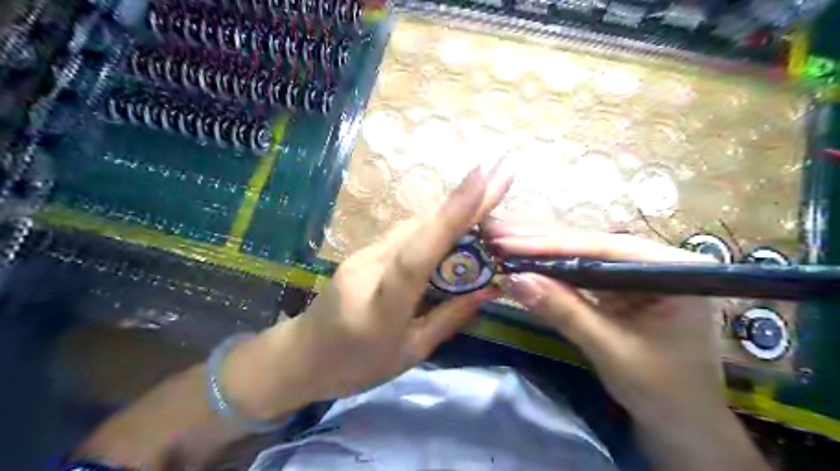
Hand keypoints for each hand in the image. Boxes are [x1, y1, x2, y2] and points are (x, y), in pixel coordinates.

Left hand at [225, 159, 512, 418]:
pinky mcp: (362, 251)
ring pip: (414, 226)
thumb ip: (449, 318)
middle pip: (421, 228)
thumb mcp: (410, 353)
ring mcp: (361, 254)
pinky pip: (405, 234)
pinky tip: (456, 229)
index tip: (483, 178)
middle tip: (502, 174)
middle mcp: (368, 268)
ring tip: (490, 202)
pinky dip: (434, 228)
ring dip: (452, 214)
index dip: (452, 215)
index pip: (418, 253)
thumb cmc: (355, 367)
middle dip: (465, 202)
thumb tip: (489, 289)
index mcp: (381, 305)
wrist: (300, 356)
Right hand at [489, 231, 725, 424]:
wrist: (681, 425)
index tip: (507, 241)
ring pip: (583, 255)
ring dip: (542, 251)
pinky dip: (551, 269)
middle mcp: (658, 261)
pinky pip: (582, 272)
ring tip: (503, 240)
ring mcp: (638, 273)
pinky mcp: (621, 287)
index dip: (551, 245)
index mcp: (677, 270)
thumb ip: (564, 311)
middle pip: (591, 245)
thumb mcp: (610, 350)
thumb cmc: (661, 391)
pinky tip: (525, 260)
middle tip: (497, 232)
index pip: (604, 248)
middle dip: (541, 242)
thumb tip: (514, 279)